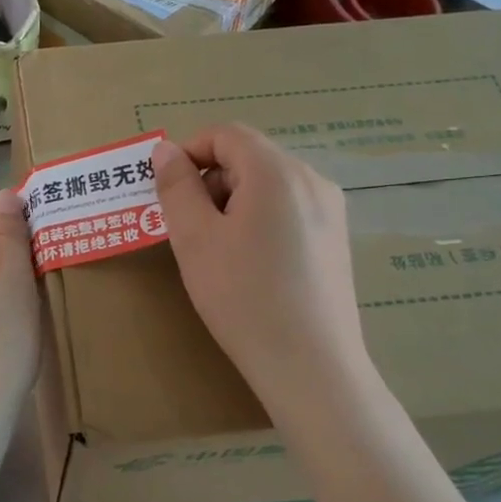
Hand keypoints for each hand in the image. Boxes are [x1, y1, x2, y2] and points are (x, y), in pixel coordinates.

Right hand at [152, 125, 370, 403]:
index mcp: (277, 172)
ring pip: (268, 184)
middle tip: (186, 227)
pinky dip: (258, 218)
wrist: (311, 366)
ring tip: (215, 250)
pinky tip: (249, 264)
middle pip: (249, 157)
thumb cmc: (244, 297)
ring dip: (231, 201)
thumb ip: (177, 187)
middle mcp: (311, 180)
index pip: (226, 134)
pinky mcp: (335, 239)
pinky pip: (288, 208)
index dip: (189, 152)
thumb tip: (165, 149)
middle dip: (209, 181)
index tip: (166, 190)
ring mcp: (330, 210)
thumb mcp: (196, 239)